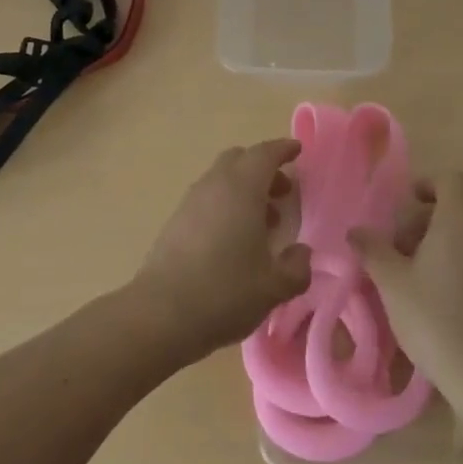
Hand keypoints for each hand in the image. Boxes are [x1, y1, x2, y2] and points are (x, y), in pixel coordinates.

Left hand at [130, 139, 312, 362]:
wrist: (161, 314)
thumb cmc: (225, 292)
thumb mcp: (274, 286)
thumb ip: (296, 267)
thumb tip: (301, 254)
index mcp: (242, 188)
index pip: (264, 154)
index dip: (283, 149)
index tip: (297, 151)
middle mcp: (214, 185)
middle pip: (239, 160)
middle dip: (263, 169)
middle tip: (282, 192)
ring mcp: (190, 202)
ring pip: (221, 180)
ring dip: (244, 190)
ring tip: (263, 222)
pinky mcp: (174, 223)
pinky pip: (206, 200)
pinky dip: (225, 206)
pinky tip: (234, 240)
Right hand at [350, 171, 462, 391]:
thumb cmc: (438, 321)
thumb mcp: (393, 285)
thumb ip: (373, 250)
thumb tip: (356, 232)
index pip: (450, 180)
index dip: (426, 187)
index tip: (404, 208)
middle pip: (462, 208)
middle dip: (429, 222)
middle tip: (403, 253)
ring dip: (450, 246)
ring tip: (424, 280)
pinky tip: (453, 302)